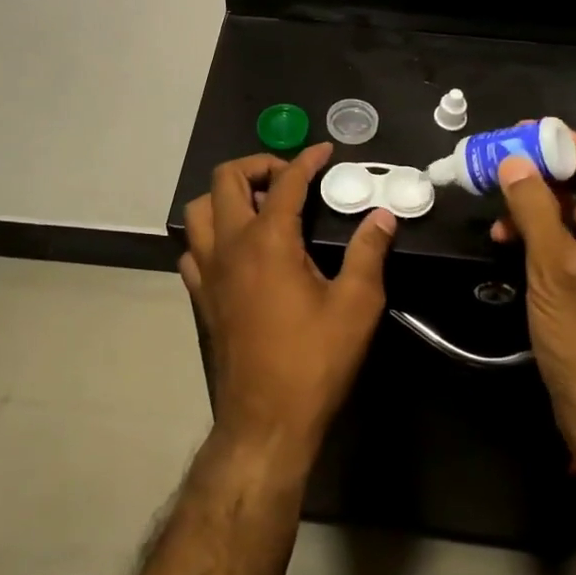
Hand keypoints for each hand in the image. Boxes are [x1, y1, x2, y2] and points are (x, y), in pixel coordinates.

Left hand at [181, 143, 394, 460]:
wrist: (265, 422)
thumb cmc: (314, 362)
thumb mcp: (356, 305)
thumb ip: (369, 253)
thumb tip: (382, 216)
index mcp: (269, 240)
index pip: (285, 181)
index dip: (306, 160)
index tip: (325, 151)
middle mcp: (230, 245)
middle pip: (226, 178)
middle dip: (257, 165)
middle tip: (288, 177)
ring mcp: (208, 271)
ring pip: (199, 209)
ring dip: (226, 195)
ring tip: (259, 208)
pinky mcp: (200, 296)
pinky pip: (193, 248)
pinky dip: (211, 235)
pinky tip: (236, 250)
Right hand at [492, 131, 575, 456]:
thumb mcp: (555, 268)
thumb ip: (534, 208)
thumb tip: (512, 159)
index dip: (562, 142)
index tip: (519, 129)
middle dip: (542, 171)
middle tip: (499, 156)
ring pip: (572, 212)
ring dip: (534, 202)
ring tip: (494, 198)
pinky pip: (566, 239)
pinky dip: (537, 231)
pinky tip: (505, 235)